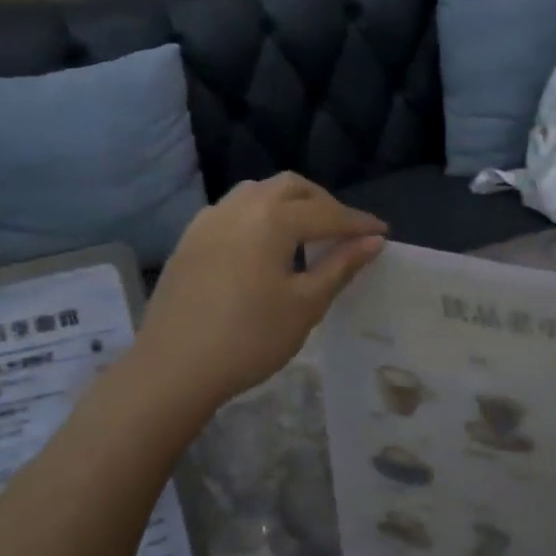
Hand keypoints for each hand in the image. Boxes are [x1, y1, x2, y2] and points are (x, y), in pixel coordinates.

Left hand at [132, 173, 385, 411]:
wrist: (173, 368)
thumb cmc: (249, 338)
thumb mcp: (305, 305)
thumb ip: (340, 266)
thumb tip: (373, 242)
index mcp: (272, 218)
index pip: (327, 213)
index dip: (358, 223)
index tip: (382, 233)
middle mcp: (240, 206)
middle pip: (291, 187)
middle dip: (323, 203)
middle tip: (344, 231)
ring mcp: (210, 219)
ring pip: (258, 192)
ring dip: (288, 203)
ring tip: (305, 233)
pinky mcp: (190, 238)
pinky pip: (233, 209)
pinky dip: (259, 215)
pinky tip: (262, 244)